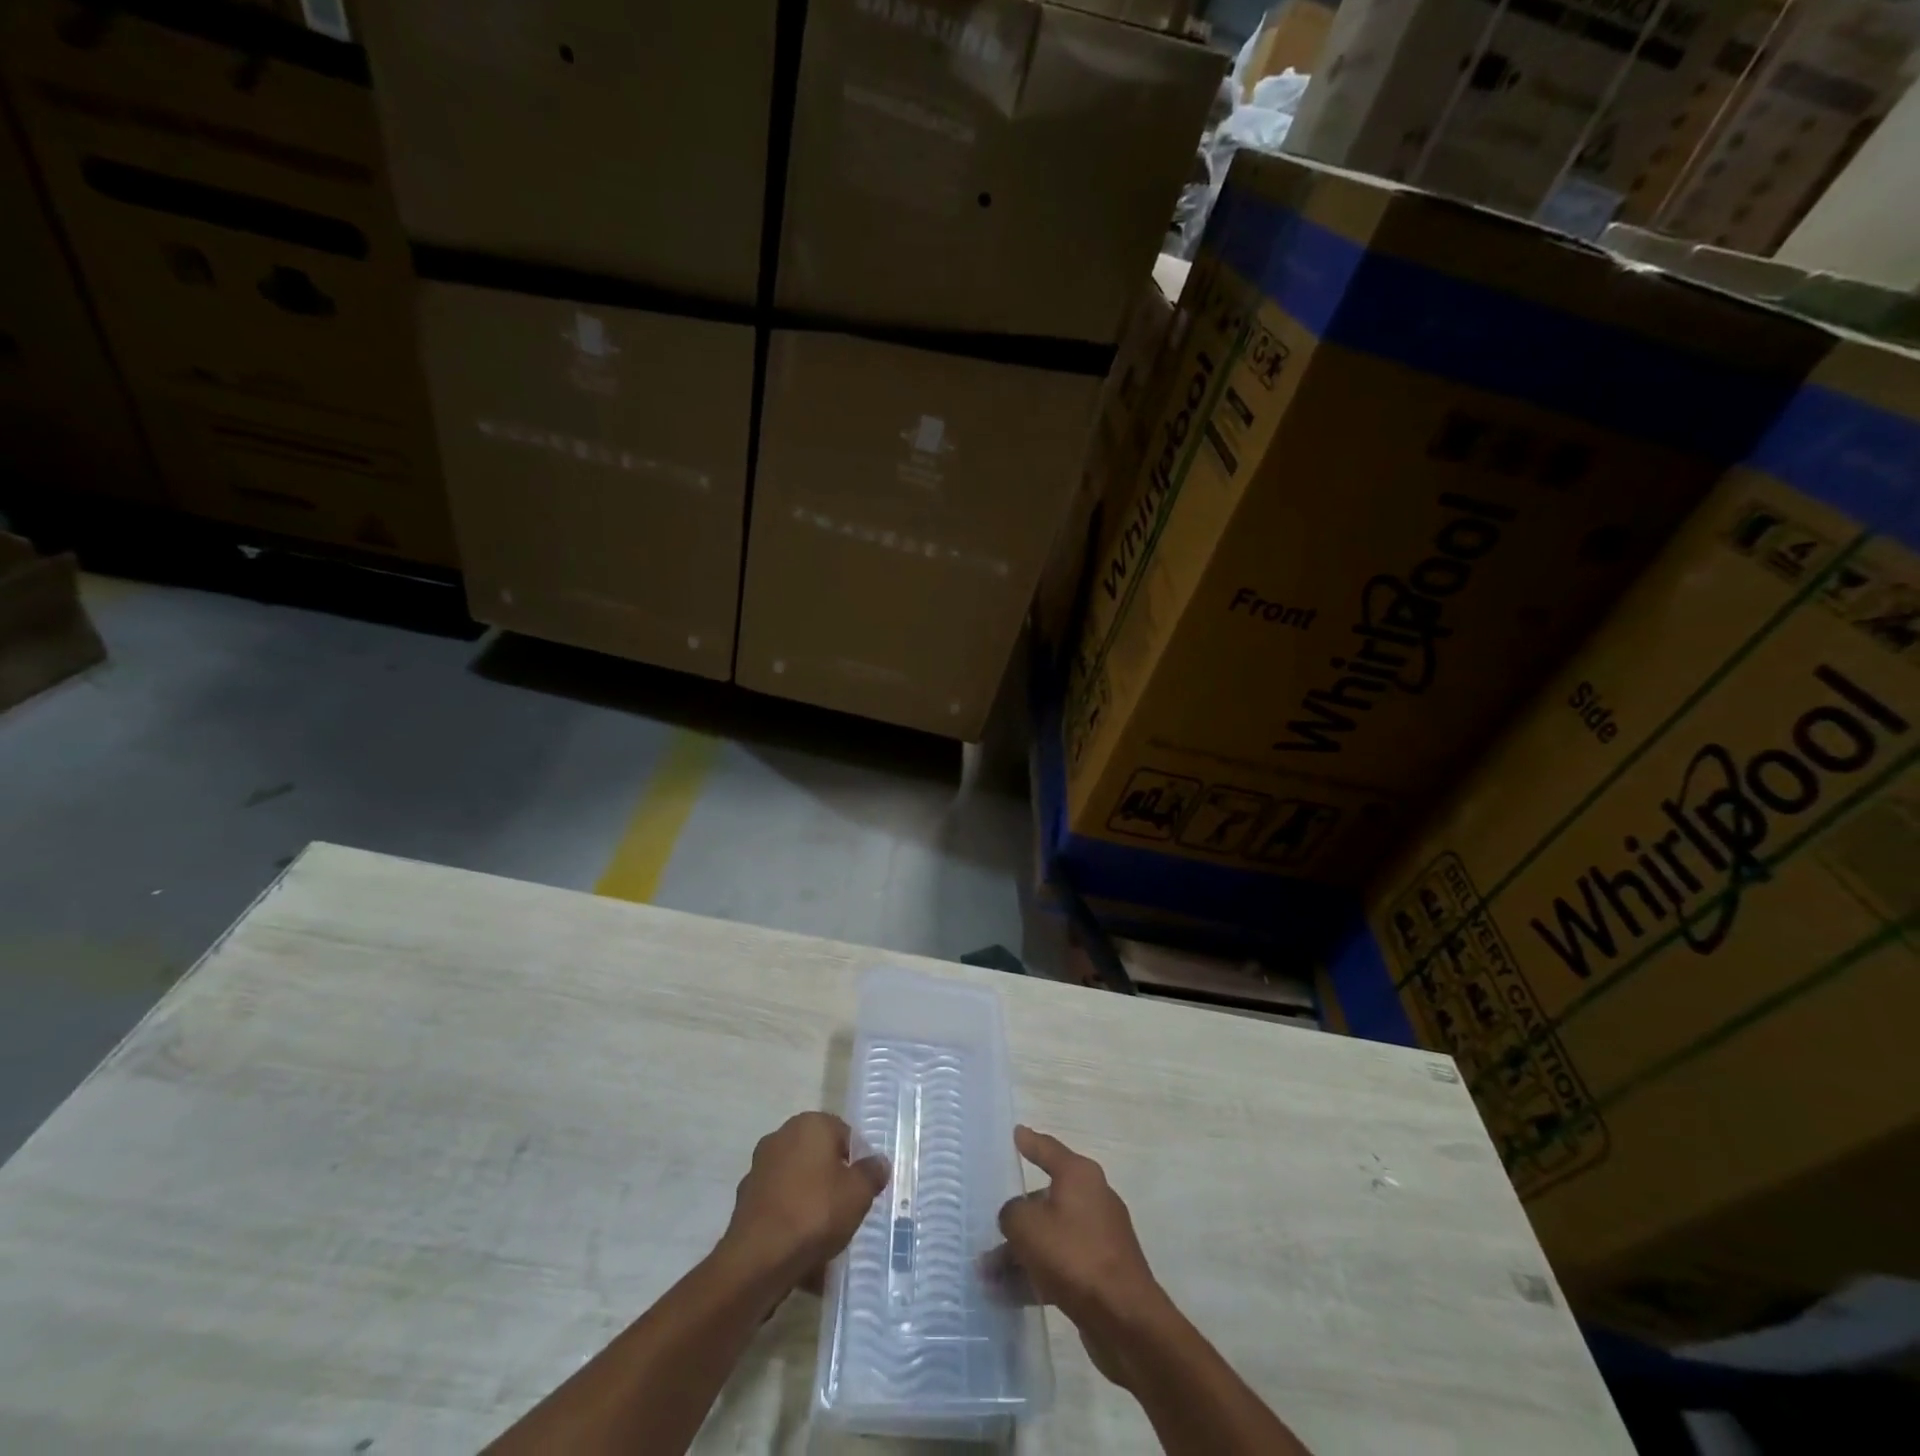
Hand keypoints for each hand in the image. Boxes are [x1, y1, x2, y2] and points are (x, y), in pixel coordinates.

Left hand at [718, 1112, 888, 1292]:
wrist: (758, 1259)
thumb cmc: (815, 1213)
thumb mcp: (858, 1194)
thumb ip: (871, 1173)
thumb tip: (879, 1162)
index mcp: (810, 1124)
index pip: (843, 1134)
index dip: (856, 1161)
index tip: (863, 1189)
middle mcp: (781, 1136)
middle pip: (818, 1158)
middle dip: (832, 1182)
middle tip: (847, 1210)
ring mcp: (759, 1168)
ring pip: (798, 1184)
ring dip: (811, 1203)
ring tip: (826, 1238)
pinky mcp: (745, 1200)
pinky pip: (779, 1206)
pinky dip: (791, 1221)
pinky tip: (802, 1251)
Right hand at [992, 1126, 1166, 1387]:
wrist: (1126, 1320)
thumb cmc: (1074, 1256)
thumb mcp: (1028, 1226)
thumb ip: (1011, 1213)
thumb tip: (1015, 1218)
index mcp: (1079, 1175)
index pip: (1048, 1149)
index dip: (1029, 1141)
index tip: (1016, 1132)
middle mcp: (1092, 1198)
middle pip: (1045, 1199)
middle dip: (1016, 1219)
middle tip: (989, 1230)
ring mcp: (1099, 1236)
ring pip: (1050, 1236)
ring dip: (1020, 1253)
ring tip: (987, 1276)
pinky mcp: (1101, 1272)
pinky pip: (1060, 1264)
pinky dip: (1036, 1274)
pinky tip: (1008, 1297)